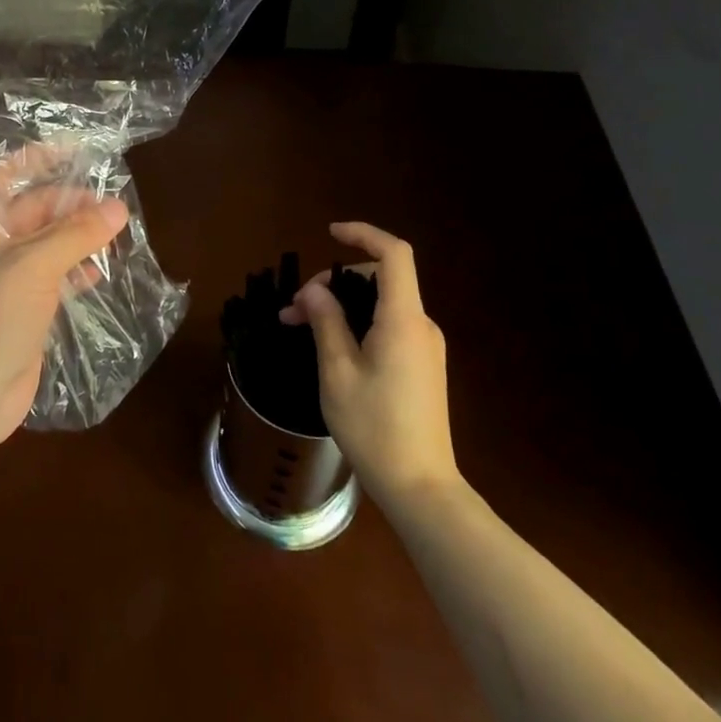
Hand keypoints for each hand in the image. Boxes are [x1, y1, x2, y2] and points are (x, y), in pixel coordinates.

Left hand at [0, 154, 128, 451]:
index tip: (79, 149)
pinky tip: (101, 271)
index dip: (39, 158)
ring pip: (47, 245)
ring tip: (117, 234)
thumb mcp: (34, 265)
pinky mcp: (19, 309)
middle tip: (116, 206)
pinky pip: (52, 277)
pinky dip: (75, 271)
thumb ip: (77, 233)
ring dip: (78, 239)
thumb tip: (119, 206)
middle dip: (72, 206)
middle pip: (33, 210)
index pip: (7, 175)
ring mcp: (3, 279)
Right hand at [279, 221, 460, 508]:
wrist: (420, 488)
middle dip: (335, 282)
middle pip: (381, 279)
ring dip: (341, 306)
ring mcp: (425, 347)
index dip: (363, 235)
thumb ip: (326, 322)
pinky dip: (357, 324)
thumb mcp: (337, 371)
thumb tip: (315, 290)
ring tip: (302, 328)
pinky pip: (388, 326)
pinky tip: (330, 347)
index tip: (330, 234)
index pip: (394, 255)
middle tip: (295, 309)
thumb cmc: (374, 427)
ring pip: (381, 305)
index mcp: (403, 319)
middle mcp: (420, 325)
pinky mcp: (423, 366)